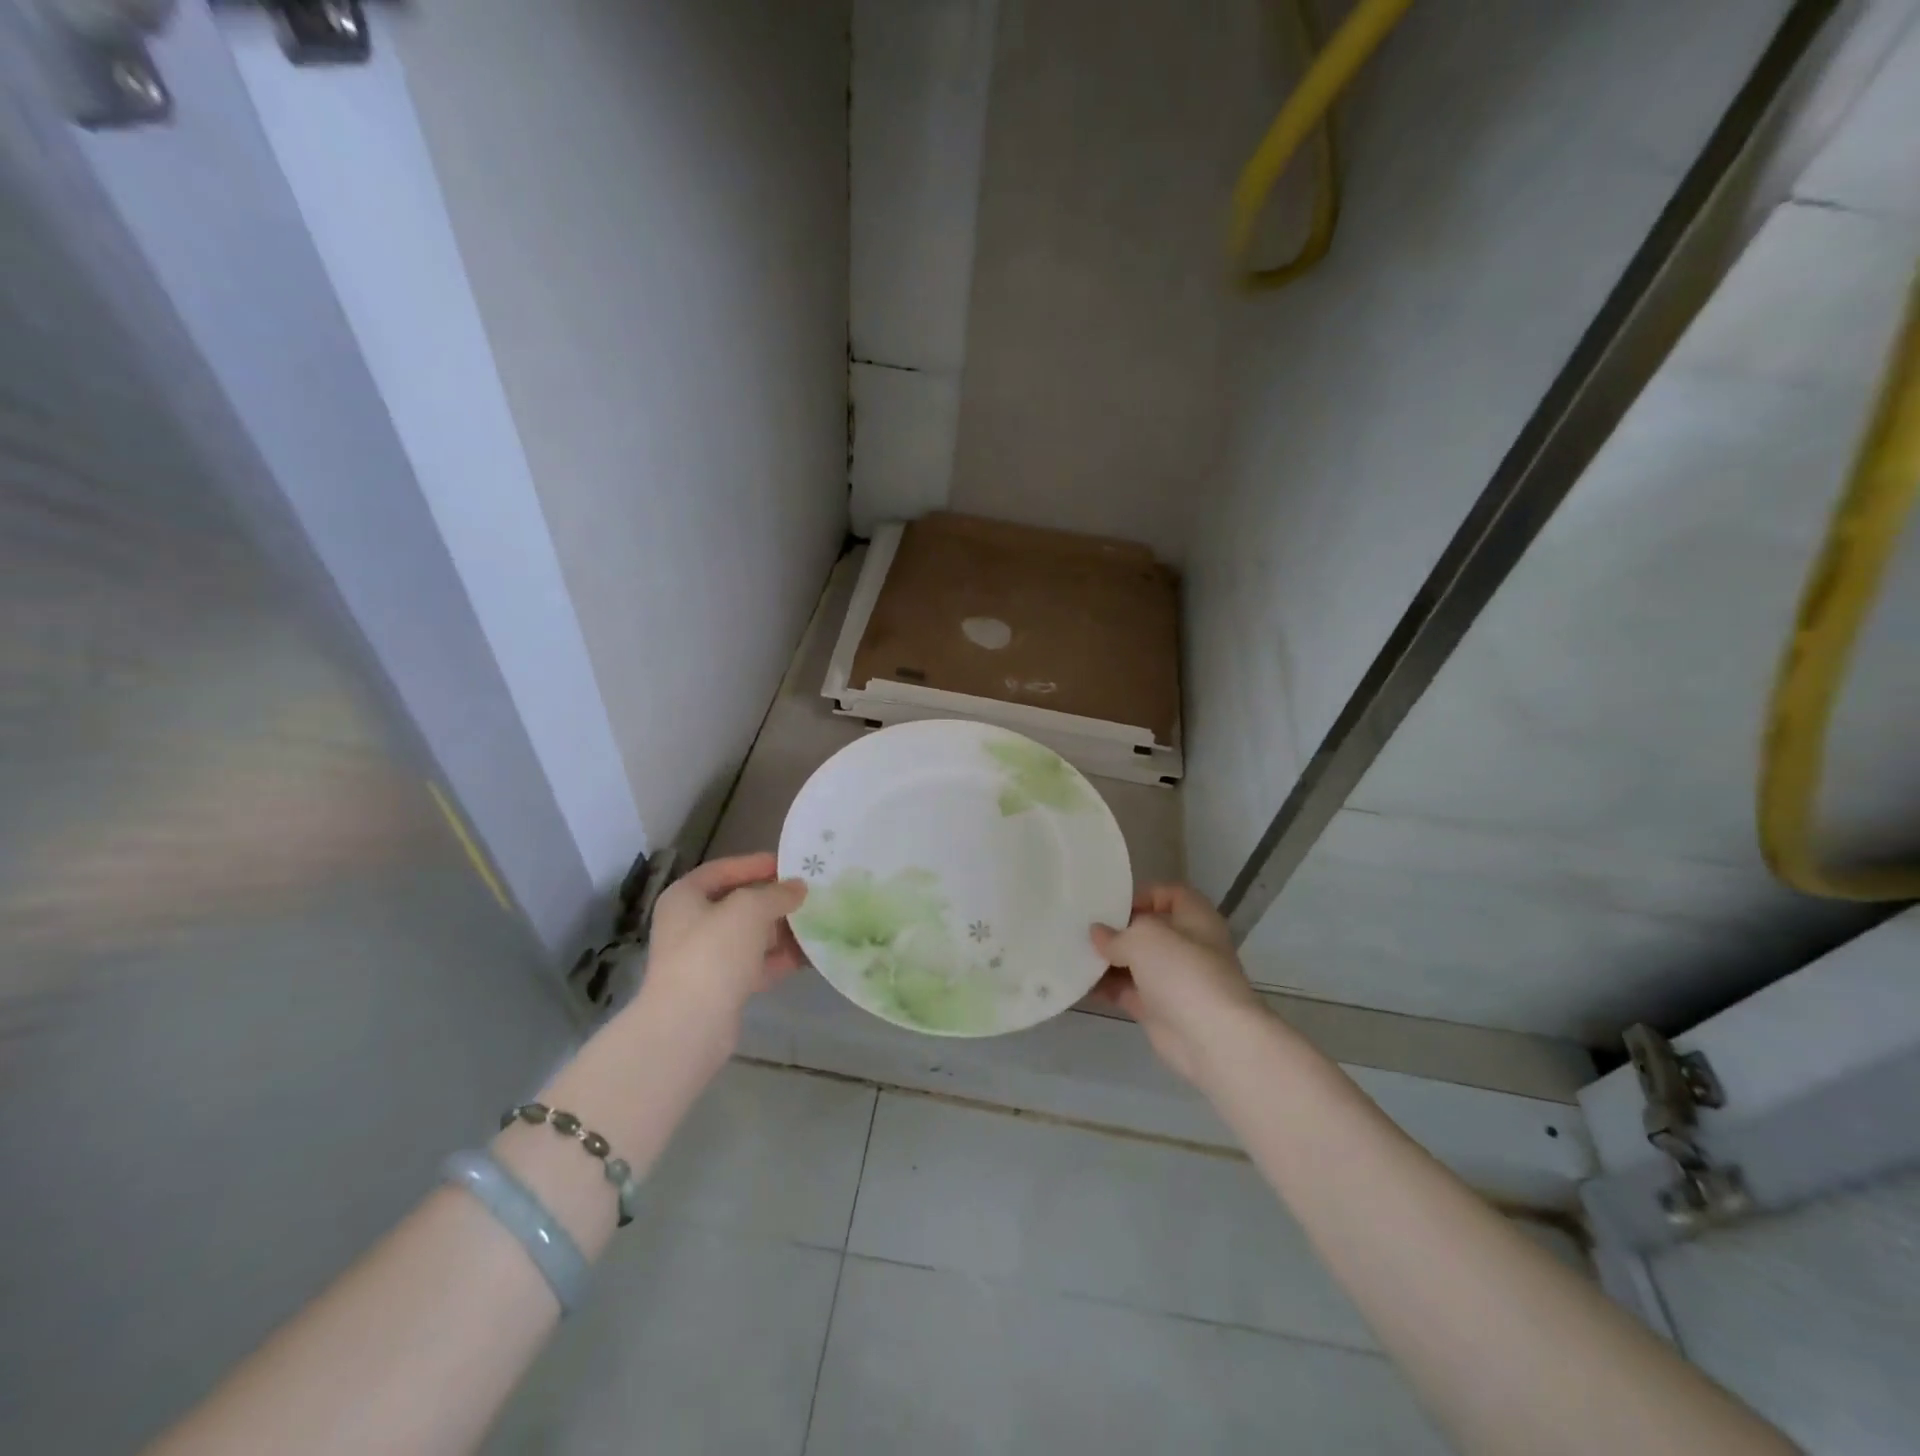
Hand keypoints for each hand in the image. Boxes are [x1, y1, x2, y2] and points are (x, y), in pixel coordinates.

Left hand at [632, 852, 806, 1061]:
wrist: (690, 1024)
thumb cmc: (714, 952)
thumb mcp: (750, 909)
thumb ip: (777, 893)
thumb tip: (798, 888)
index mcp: (684, 897)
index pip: (723, 870)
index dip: (755, 864)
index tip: (789, 865)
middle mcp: (689, 924)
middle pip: (737, 904)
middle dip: (773, 900)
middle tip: (807, 895)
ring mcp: (703, 958)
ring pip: (748, 936)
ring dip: (780, 930)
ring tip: (815, 923)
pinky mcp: (719, 987)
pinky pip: (753, 964)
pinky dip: (778, 959)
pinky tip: (808, 956)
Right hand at [1089, 884, 1265, 1085]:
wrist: (1211, 1039)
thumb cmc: (1183, 971)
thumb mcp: (1144, 937)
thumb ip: (1116, 934)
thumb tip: (1098, 934)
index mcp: (1195, 918)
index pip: (1170, 894)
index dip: (1142, 895)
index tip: (1111, 905)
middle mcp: (1187, 946)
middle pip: (1148, 930)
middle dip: (1117, 929)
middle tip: (1082, 928)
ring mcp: (1173, 980)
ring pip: (1135, 962)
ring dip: (1107, 959)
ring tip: (1073, 953)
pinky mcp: (1158, 1009)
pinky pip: (1126, 991)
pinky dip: (1105, 987)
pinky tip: (1078, 982)